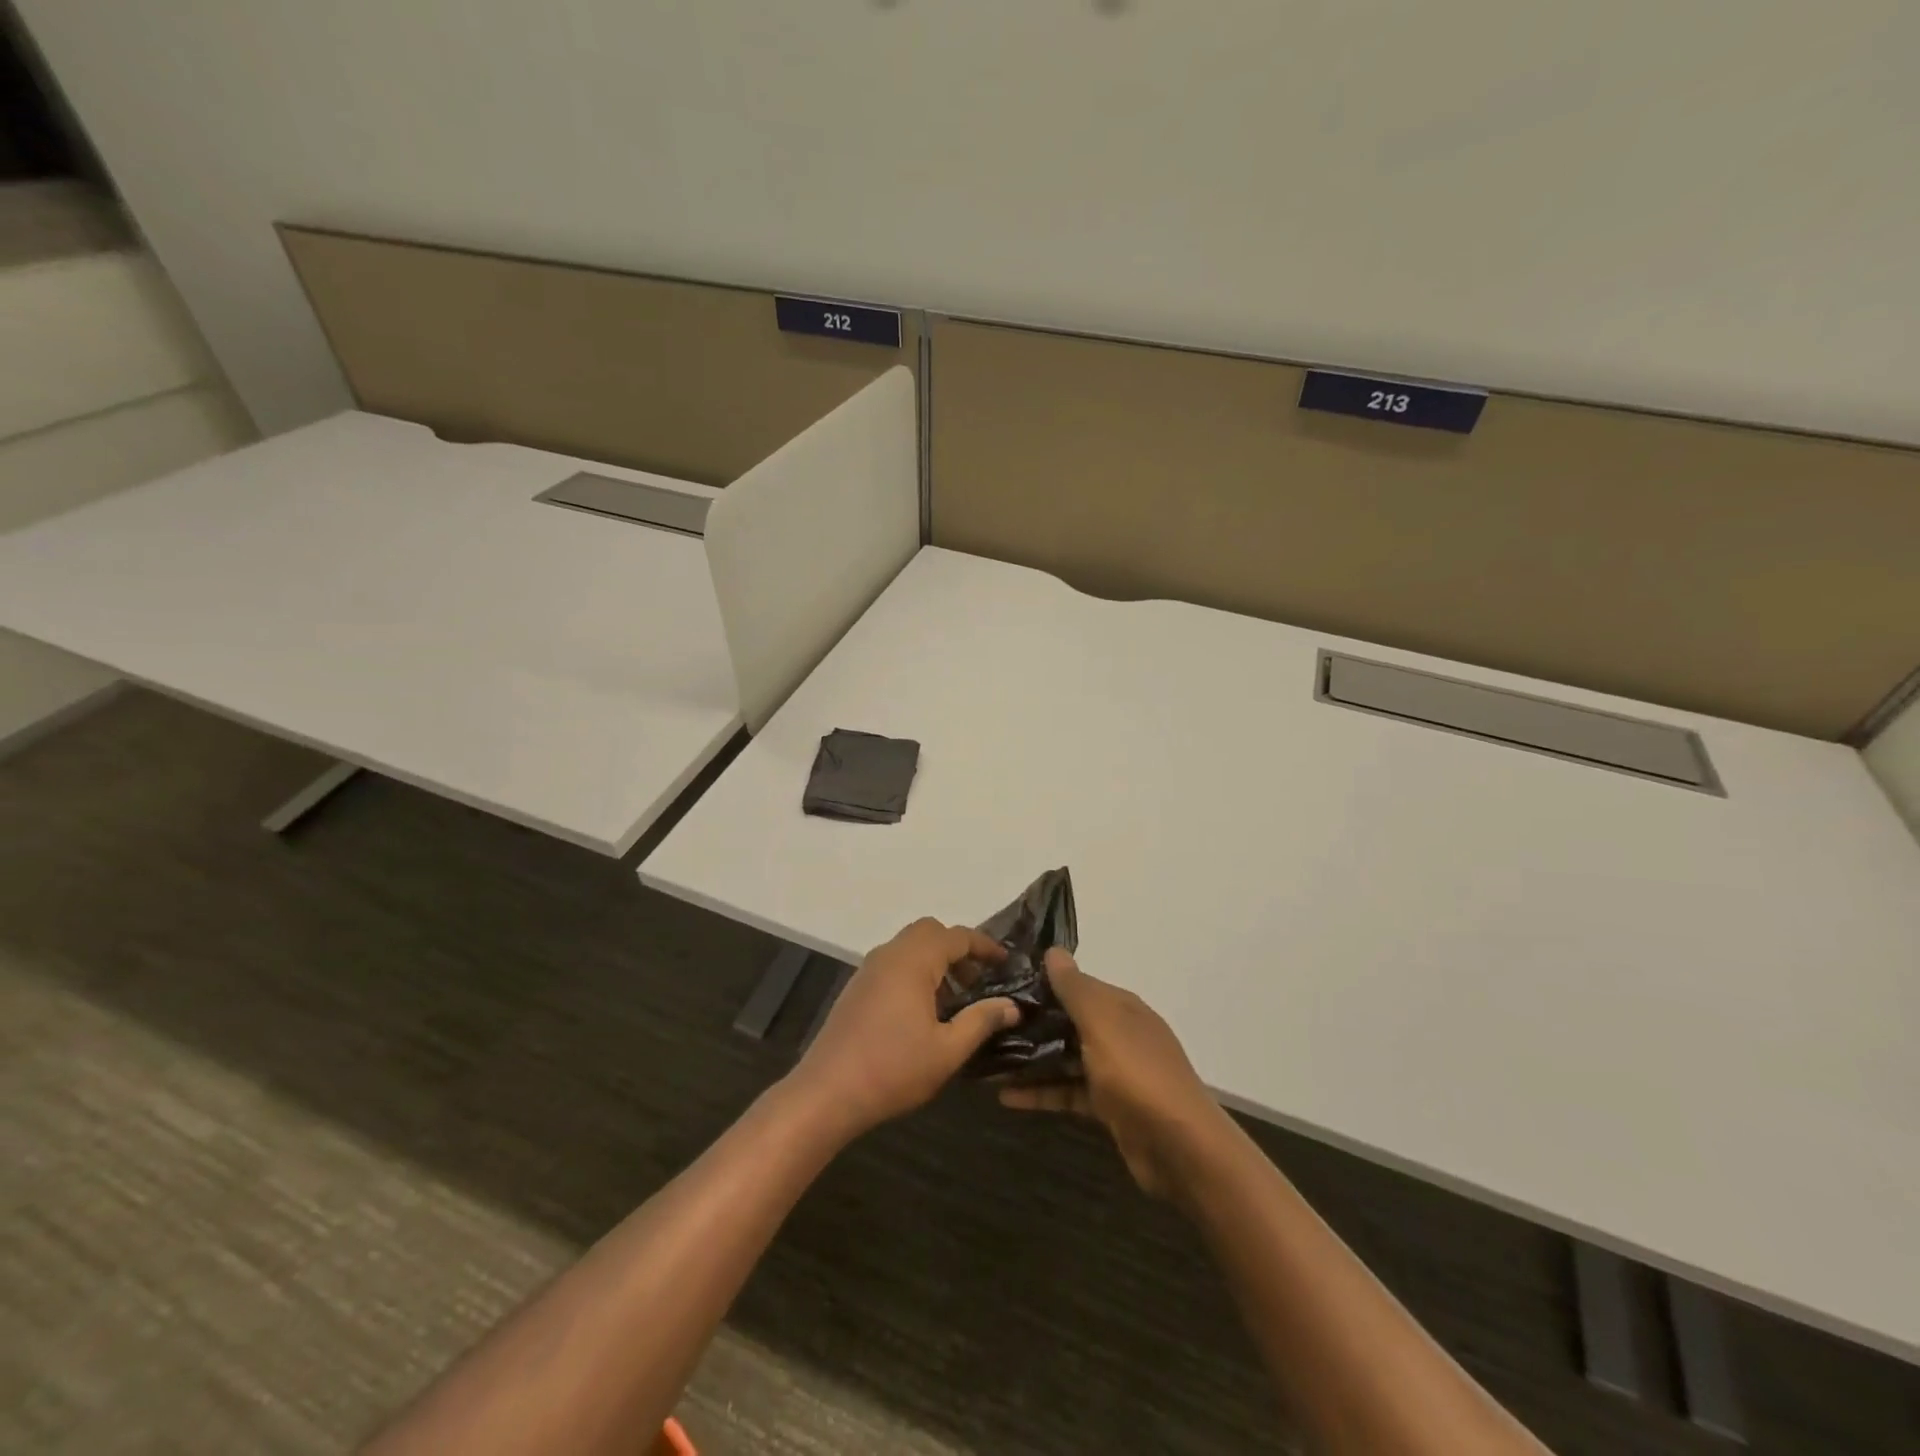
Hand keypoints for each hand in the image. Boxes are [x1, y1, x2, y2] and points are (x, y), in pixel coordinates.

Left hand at [786, 918, 1019, 1141]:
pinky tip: (924, 1010)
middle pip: (930, 932)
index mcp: (913, 961)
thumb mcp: (948, 1050)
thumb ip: (981, 1021)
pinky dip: (915, 971)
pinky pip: (893, 963)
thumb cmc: (893, 1069)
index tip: (1006, 963)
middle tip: (979, 979)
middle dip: (958, 948)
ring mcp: (869, 969)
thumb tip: (1011, 1005)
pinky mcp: (857, 988)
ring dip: (936, 960)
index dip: (985, 945)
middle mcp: (889, 954)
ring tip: (956, 999)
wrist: (827, 1092)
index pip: (957, 936)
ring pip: (909, 946)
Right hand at [1000, 949, 1229, 1197]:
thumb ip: (1076, 989)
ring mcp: (1115, 1071)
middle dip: (1031, 1023)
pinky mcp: (1108, 1106)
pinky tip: (1006, 1097)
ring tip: (987, 1060)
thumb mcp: (1102, 1024)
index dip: (1042, 984)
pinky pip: (1068, 1091)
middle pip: (1068, 1021)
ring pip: (1065, 1057)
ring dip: (1031, 1059)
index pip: (1076, 985)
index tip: (1001, 985)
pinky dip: (1042, 1092)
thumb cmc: (1138, 1075)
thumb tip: (1053, 950)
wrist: (1181, 1148)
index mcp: (1120, 1007)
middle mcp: (1118, 1033)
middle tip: (985, 1023)